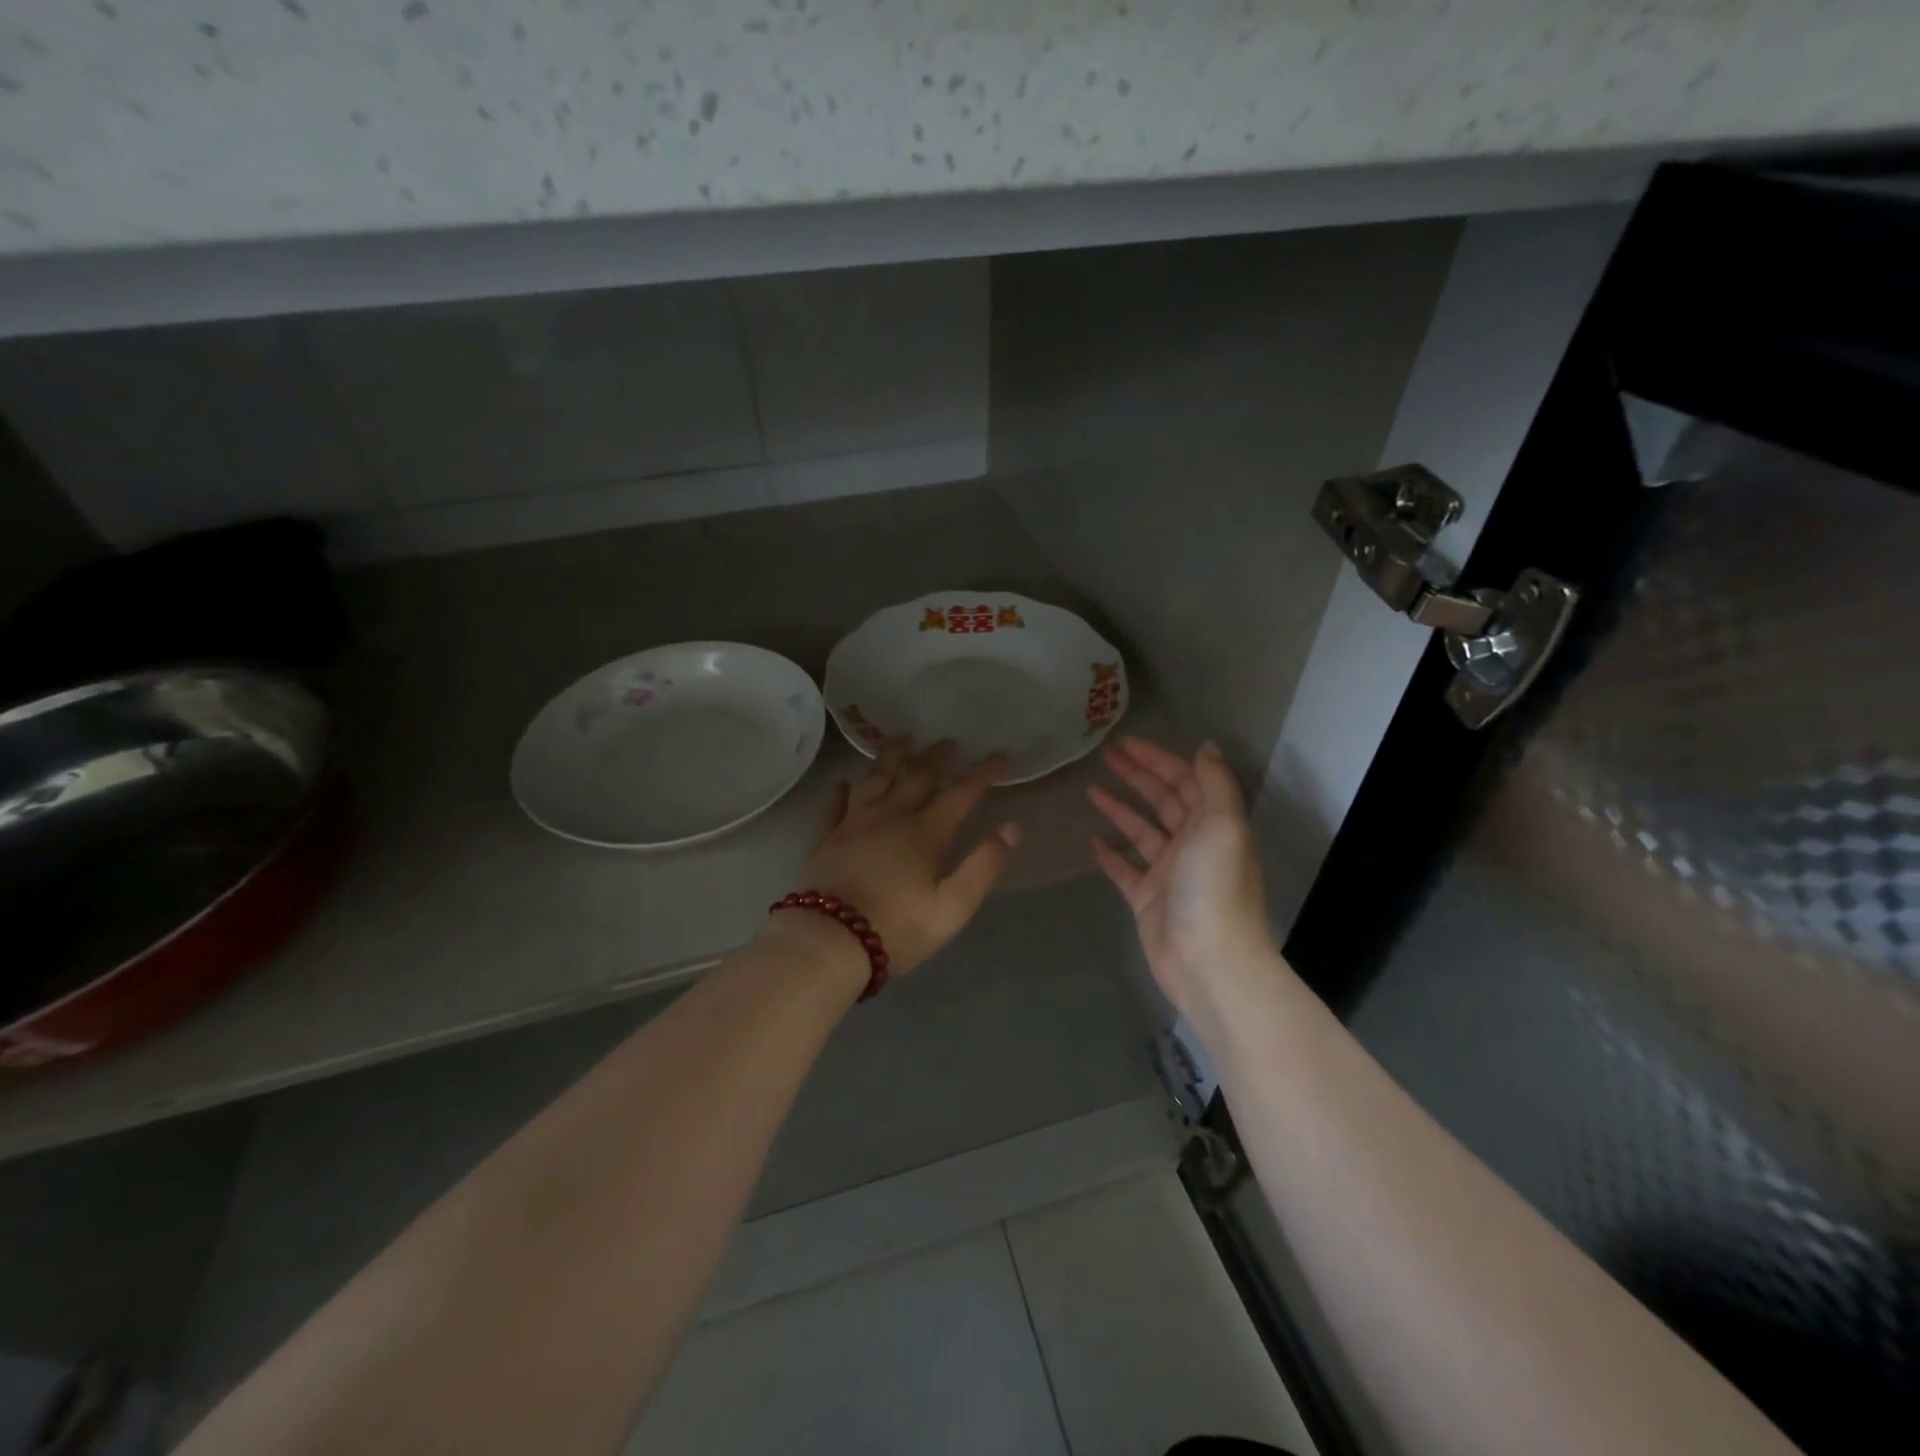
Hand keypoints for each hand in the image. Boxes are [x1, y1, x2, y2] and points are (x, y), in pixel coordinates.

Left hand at [798, 738, 1020, 976]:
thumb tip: (1011, 828)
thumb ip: (983, 865)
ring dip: (892, 757)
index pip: (959, 794)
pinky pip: (835, 805)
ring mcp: (854, 824)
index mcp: (925, 833)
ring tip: (902, 739)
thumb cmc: (897, 927)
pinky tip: (844, 781)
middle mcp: (890, 817)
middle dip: (936, 757)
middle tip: (948, 741)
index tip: (998, 756)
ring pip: (875, 779)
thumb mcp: (953, 906)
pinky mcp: (826, 838)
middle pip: (916, 777)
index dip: (981, 774)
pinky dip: (842, 789)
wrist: (829, 941)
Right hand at [1088, 737, 1272, 1018]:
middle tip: (1106, 756)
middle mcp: (1193, 844)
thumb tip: (1206, 746)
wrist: (1208, 960)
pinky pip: (1125, 869)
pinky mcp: (1147, 899)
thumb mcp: (1222, 825)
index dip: (1159, 759)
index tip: (1128, 742)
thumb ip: (1215, 783)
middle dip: (1138, 776)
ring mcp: (1168, 873)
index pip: (1186, 781)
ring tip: (1091, 789)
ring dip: (1120, 808)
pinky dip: (1110, 854)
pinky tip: (1091, 840)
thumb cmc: (1214, 887)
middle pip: (1163, 800)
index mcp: (1213, 825)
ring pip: (1141, 831)